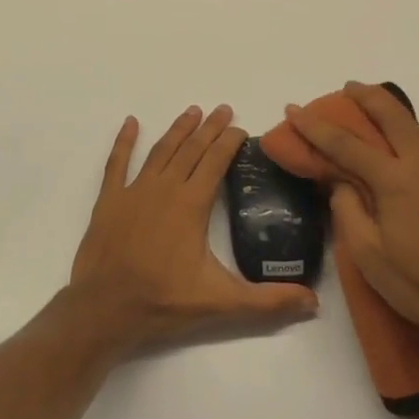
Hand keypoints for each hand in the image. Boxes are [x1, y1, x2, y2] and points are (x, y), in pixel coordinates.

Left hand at [71, 105, 317, 356]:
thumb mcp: (222, 303)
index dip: (229, 142)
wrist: (104, 310)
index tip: (241, 128)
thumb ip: (268, 301)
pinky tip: (131, 123)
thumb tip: (314, 302)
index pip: (215, 162)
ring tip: (192, 111)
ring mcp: (134, 191)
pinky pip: (117, 163)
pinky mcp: (109, 200)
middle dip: (210, 128)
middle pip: (191, 149)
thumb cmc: (163, 302)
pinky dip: (124, 142)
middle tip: (223, 109)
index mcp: (192, 204)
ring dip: (178, 130)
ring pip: (161, 151)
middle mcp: (165, 188)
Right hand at [284, 82, 418, 357]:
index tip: (294, 109)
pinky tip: (407, 157)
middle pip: (393, 116)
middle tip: (348, 87)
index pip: (347, 144)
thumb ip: (347, 209)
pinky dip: (417, 137)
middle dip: (367, 96)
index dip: (316, 126)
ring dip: (398, 114)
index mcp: (395, 181)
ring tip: (380, 119)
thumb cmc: (414, 284)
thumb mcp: (366, 253)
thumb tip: (341, 182)